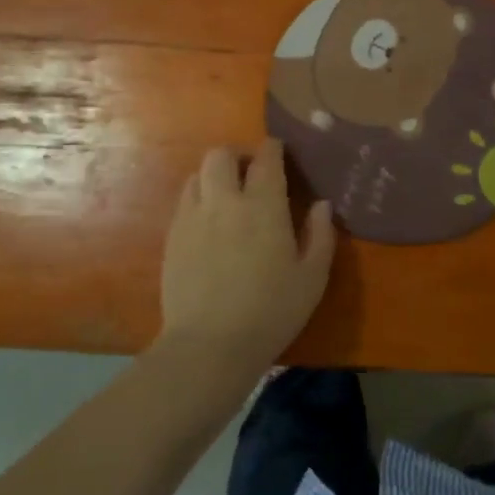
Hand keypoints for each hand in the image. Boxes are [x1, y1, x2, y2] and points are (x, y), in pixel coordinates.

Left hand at [158, 140, 335, 368]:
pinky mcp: (173, 237)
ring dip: (214, 176)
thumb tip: (321, 205)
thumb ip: (320, 235)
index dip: (273, 149)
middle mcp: (224, 201)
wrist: (209, 345)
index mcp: (263, 206)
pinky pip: (184, 202)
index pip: (266, 159)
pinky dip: (198, 199)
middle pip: (221, 156)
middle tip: (251, 172)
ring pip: (197, 175)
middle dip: (237, 155)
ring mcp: (192, 217)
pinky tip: (209, 223)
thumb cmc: (271, 312)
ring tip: (227, 195)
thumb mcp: (312, 278)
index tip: (279, 151)